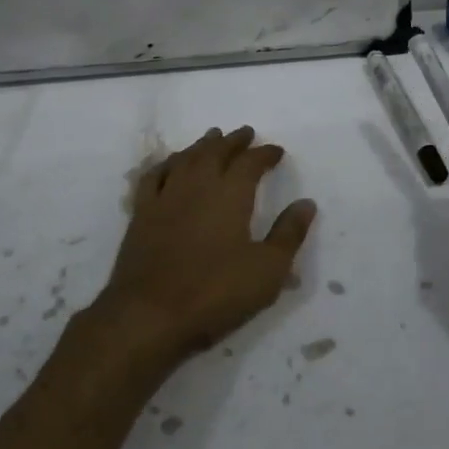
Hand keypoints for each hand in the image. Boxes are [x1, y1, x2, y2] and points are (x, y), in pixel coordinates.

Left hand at [95, 126, 316, 365]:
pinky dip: (166, 163)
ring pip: (185, 159)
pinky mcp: (141, 214)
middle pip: (216, 151)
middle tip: (245, 133)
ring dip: (201, 145)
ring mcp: (165, 197)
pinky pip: (154, 176)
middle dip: (233, 141)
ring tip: (211, 138)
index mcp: (230, 194)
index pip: (251, 163)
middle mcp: (197, 185)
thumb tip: (306, 203)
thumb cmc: (215, 293)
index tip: (276, 151)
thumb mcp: (267, 270)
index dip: (265, 154)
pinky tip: (170, 164)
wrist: (149, 315)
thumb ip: (289, 233)